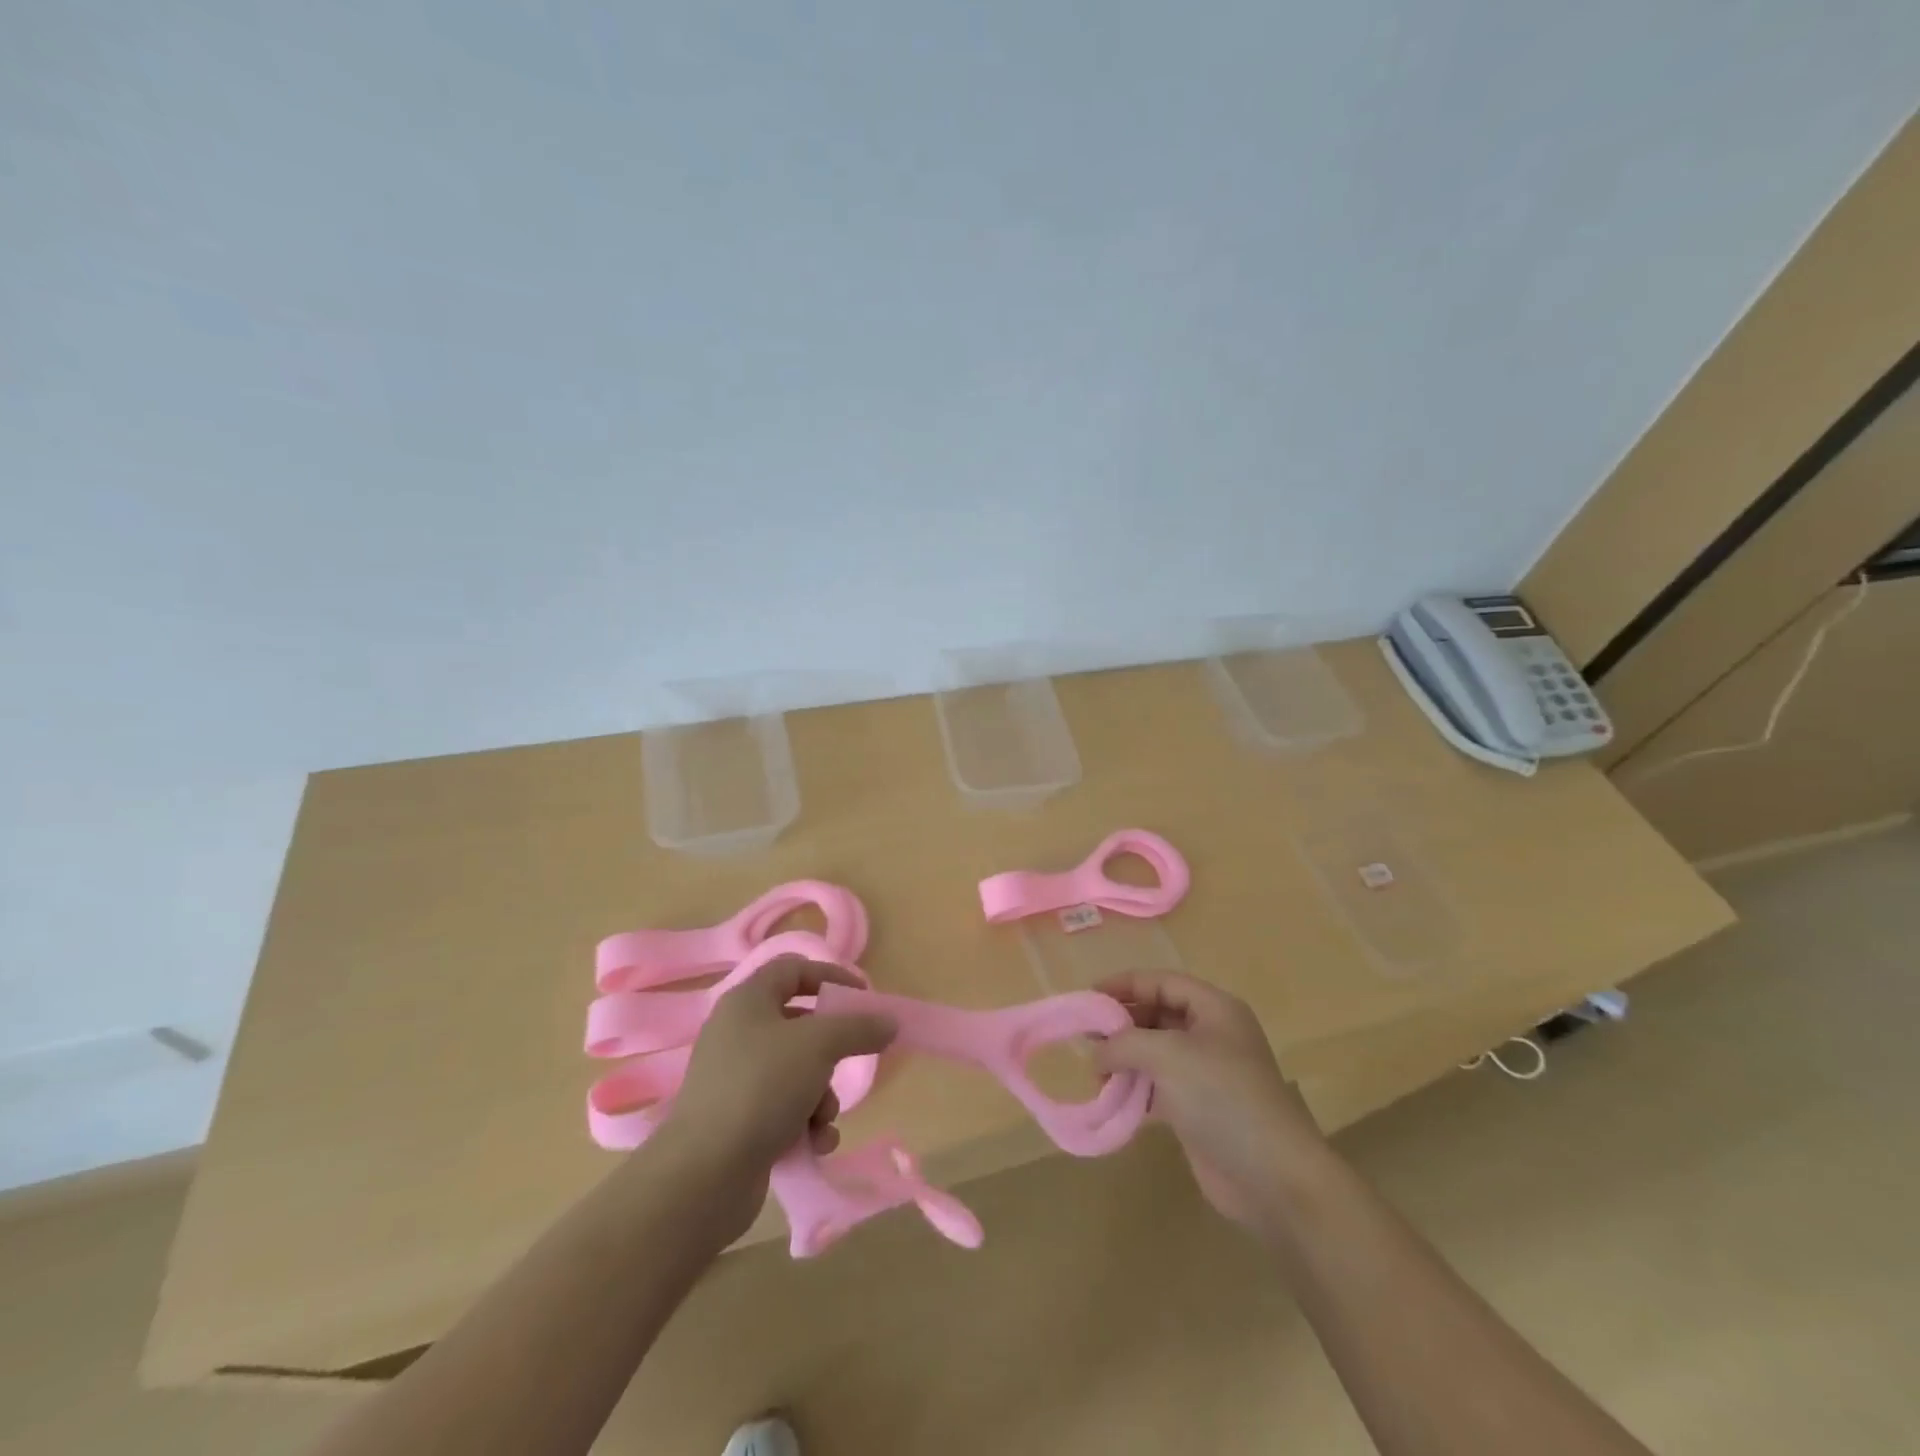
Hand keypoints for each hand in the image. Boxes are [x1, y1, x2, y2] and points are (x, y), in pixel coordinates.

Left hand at [660, 957, 895, 1217]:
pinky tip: (814, 1143)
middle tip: (851, 1061)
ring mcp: (736, 1079)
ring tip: (822, 1119)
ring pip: (798, 1071)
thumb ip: (858, 1027)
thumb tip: (888, 1022)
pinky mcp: (738, 1121)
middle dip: (831, 1051)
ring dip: (822, 1096)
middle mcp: (738, 1033)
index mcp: (748, 1001)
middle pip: (800, 1025)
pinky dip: (805, 1123)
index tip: (863, 997)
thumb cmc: (762, 1088)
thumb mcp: (819, 1046)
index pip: (794, 968)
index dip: (831, 976)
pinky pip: (785, 1108)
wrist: (704, 1175)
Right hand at [1094, 971, 1330, 1230]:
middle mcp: (1211, 1035)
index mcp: (1214, 1009)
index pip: (1162, 982)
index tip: (1087, 997)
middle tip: (1084, 1037)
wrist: (1272, 1177)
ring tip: (1094, 1071)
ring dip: (1124, 1059)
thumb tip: (1096, 1052)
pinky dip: (1134, 1089)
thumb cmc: (1222, 1096)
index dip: (1124, 985)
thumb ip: (1124, 1043)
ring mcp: (1206, 1074)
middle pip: (1157, 1015)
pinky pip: (1158, 1087)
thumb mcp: (1167, 1054)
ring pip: (1155, 1053)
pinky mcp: (1198, 1110)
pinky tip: (1111, 1098)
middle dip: (1121, 1024)